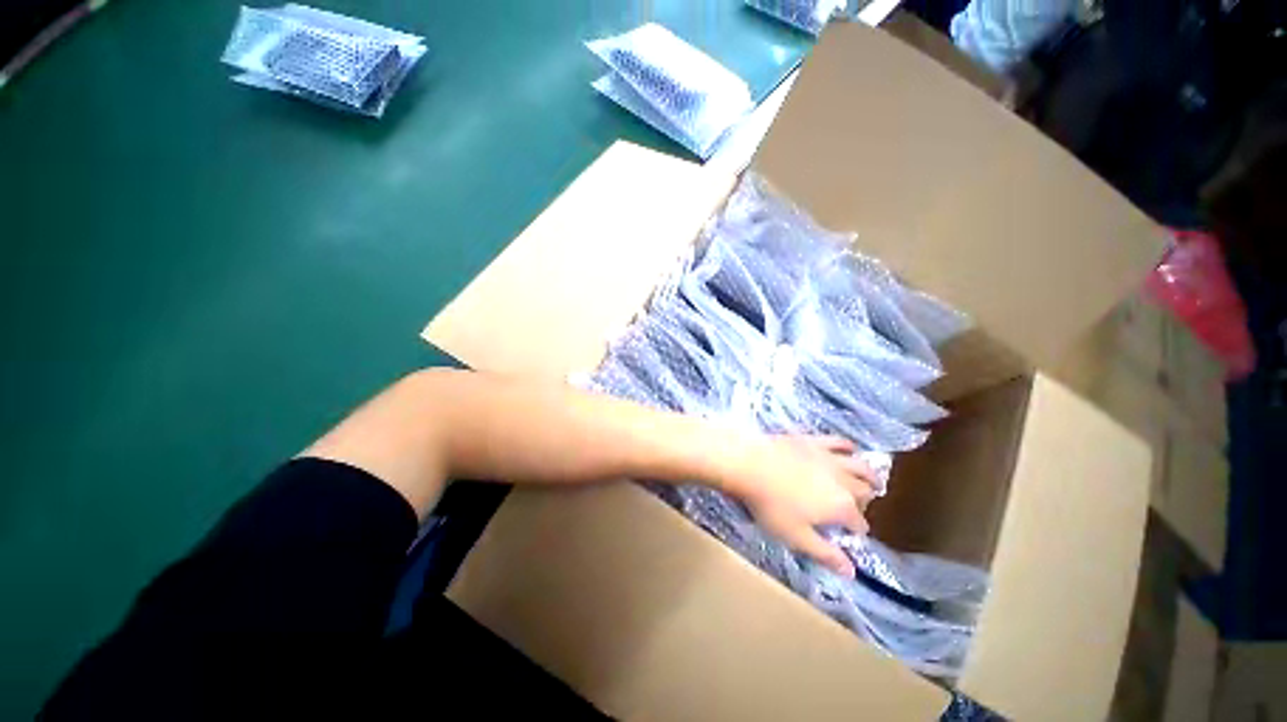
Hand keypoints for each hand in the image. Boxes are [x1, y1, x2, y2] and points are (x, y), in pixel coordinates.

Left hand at [721, 435, 877, 577]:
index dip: (858, 530)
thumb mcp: (796, 536)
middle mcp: (842, 480)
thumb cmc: (771, 505)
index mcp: (841, 506)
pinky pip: (838, 441)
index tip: (853, 534)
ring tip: (874, 480)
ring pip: (859, 466)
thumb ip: (825, 554)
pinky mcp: (813, 440)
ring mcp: (829, 457)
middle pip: (864, 492)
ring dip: (869, 475)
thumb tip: (851, 573)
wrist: (750, 464)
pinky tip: (850, 448)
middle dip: (866, 502)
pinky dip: (848, 446)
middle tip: (861, 507)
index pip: (859, 523)